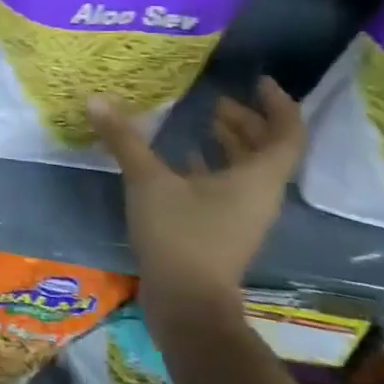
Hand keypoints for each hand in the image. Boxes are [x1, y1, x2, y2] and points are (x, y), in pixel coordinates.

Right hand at [87, 78, 304, 329]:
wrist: (187, 301)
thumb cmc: (179, 235)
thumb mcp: (148, 181)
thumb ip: (125, 139)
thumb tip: (97, 99)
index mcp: (257, 178)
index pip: (286, 133)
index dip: (278, 104)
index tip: (259, 81)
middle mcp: (259, 194)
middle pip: (267, 150)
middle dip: (247, 121)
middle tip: (217, 100)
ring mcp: (243, 214)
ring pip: (247, 169)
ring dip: (230, 143)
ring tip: (202, 121)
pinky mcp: (223, 228)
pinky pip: (228, 187)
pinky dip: (211, 166)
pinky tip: (181, 159)